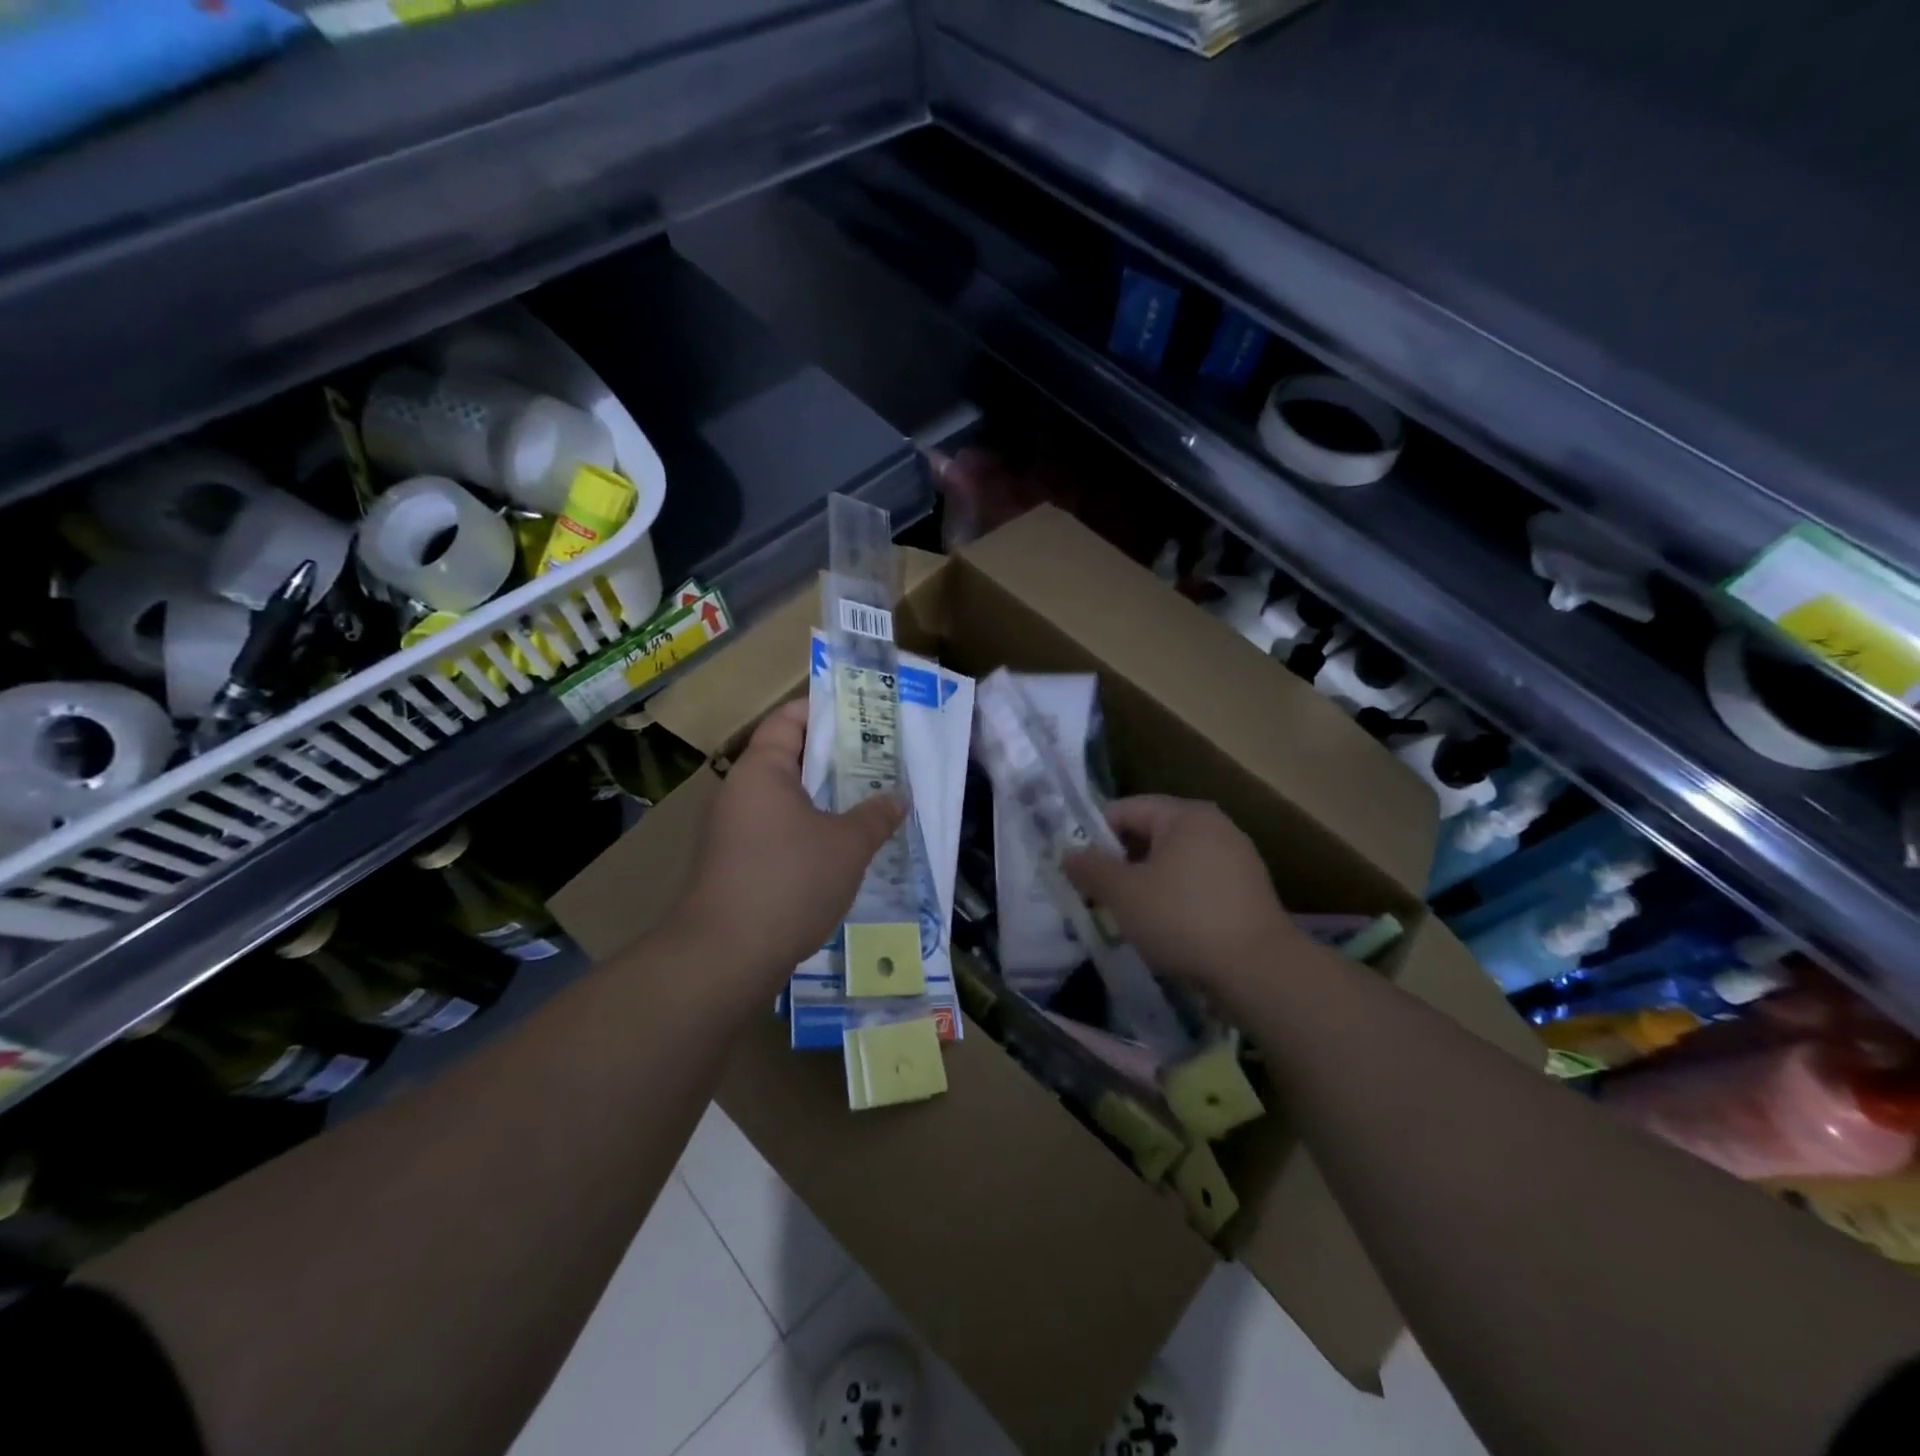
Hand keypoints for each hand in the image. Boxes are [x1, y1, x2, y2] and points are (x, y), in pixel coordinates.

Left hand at [669, 700, 902, 988]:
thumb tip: (898, 798)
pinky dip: (807, 829)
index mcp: (761, 771)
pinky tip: (839, 847)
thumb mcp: (847, 846)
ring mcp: (732, 830)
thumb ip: (876, 816)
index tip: (863, 712)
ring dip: (823, 797)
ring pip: (784, 798)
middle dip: (834, 757)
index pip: (789, 719)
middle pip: (788, 757)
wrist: (725, 956)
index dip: (824, 709)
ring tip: (867, 801)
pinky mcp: (734, 863)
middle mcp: (739, 792)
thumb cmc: (789, 882)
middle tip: (878, 759)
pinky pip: (776, 830)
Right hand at [1064, 795, 1299, 996]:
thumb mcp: (1124, 894)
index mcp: (1185, 815)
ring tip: (1125, 916)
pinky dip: (1173, 899)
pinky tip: (1163, 928)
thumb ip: (1091, 869)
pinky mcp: (1247, 892)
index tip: (1078, 870)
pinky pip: (1196, 884)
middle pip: (1150, 834)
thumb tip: (1069, 853)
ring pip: (1173, 862)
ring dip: (1145, 884)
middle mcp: (1215, 827)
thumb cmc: (1183, 919)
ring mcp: (1237, 859)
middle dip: (1120, 863)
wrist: (1259, 971)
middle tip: (1096, 895)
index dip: (1094, 836)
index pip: (1126, 810)